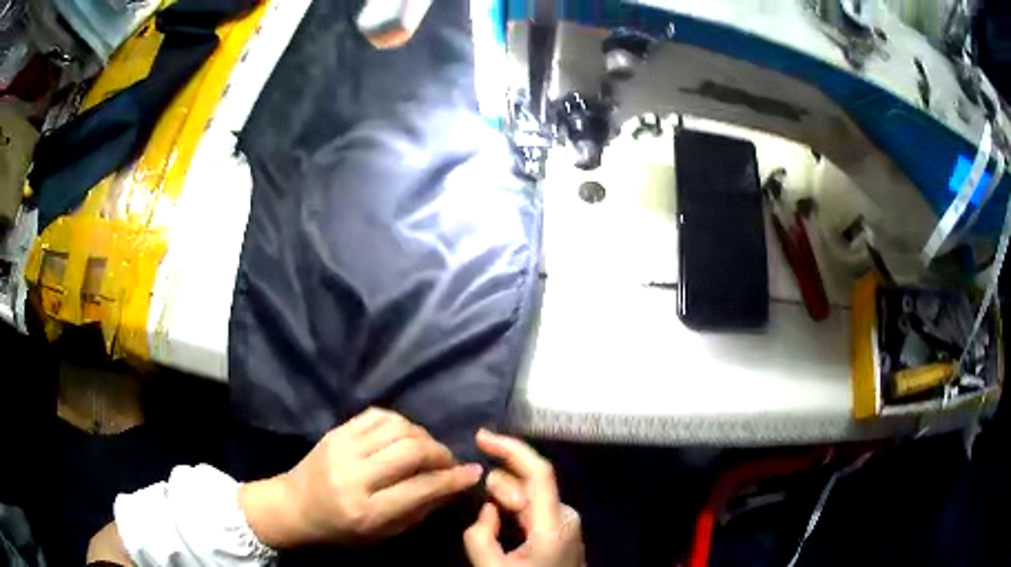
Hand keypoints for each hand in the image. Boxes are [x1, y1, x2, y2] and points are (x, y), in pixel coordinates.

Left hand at [240, 408, 481, 547]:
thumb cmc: (341, 529)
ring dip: (423, 436)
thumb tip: (453, 486)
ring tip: (429, 450)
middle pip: (410, 451)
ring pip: (397, 427)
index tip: (473, 473)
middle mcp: (354, 475)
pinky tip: (406, 435)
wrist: (294, 505)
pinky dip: (401, 422)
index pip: (420, 488)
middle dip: (440, 454)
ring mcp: (342, 447)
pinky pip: (378, 415)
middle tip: (449, 462)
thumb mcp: (382, 533)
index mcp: (366, 510)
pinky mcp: (336, 431)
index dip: (453, 480)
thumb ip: (419, 509)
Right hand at [464, 430, 584, 566]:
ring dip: (505, 503)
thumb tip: (488, 509)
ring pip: (530, 496)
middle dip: (500, 490)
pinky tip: (504, 526)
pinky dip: (514, 511)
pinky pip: (534, 509)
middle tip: (488, 521)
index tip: (481, 436)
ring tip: (495, 531)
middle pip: (528, 484)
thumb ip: (480, 535)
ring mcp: (567, 523)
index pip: (539, 472)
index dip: (511, 448)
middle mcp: (566, 516)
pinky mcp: (562, 530)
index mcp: (554, 524)